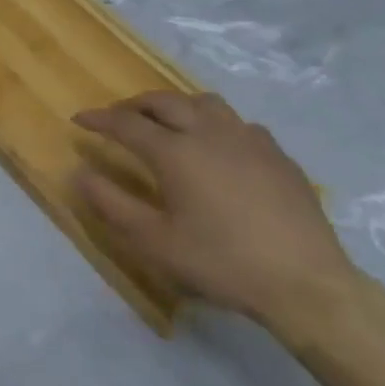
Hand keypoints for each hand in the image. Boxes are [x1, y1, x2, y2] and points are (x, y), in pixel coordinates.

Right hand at [72, 92, 357, 339]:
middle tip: (118, 117)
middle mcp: (209, 133)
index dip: (98, 119)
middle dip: (134, 104)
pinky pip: (239, 123)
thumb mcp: (154, 242)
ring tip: (167, 123)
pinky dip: (215, 124)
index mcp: (175, 152)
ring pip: (205, 102)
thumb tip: (80, 173)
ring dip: (177, 106)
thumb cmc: (221, 262)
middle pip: (164, 101)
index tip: (79, 119)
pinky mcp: (278, 155)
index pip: (125, 123)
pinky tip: (219, 147)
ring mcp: (248, 140)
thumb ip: (112, 204)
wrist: (306, 284)